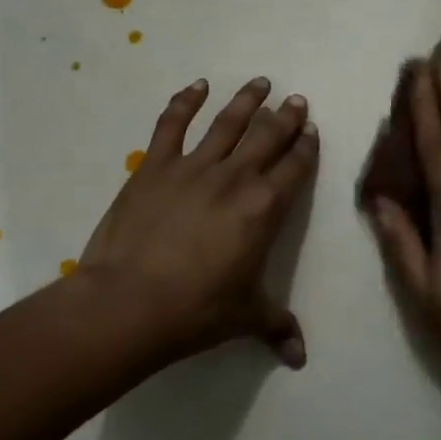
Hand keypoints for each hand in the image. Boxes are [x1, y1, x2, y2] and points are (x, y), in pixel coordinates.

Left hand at [79, 77, 317, 367]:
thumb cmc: (196, 310)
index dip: (306, 146)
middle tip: (297, 99)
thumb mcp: (244, 317)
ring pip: (228, 122)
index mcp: (266, 207)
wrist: (129, 303)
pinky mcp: (155, 165)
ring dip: (247, 100)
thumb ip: (276, 326)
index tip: (312, 130)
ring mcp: (194, 166)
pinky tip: (197, 86)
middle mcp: (237, 177)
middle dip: (286, 116)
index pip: (295, 166)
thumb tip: (300, 358)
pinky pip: (172, 124)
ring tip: (260, 82)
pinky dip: (185, 101)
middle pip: (269, 136)